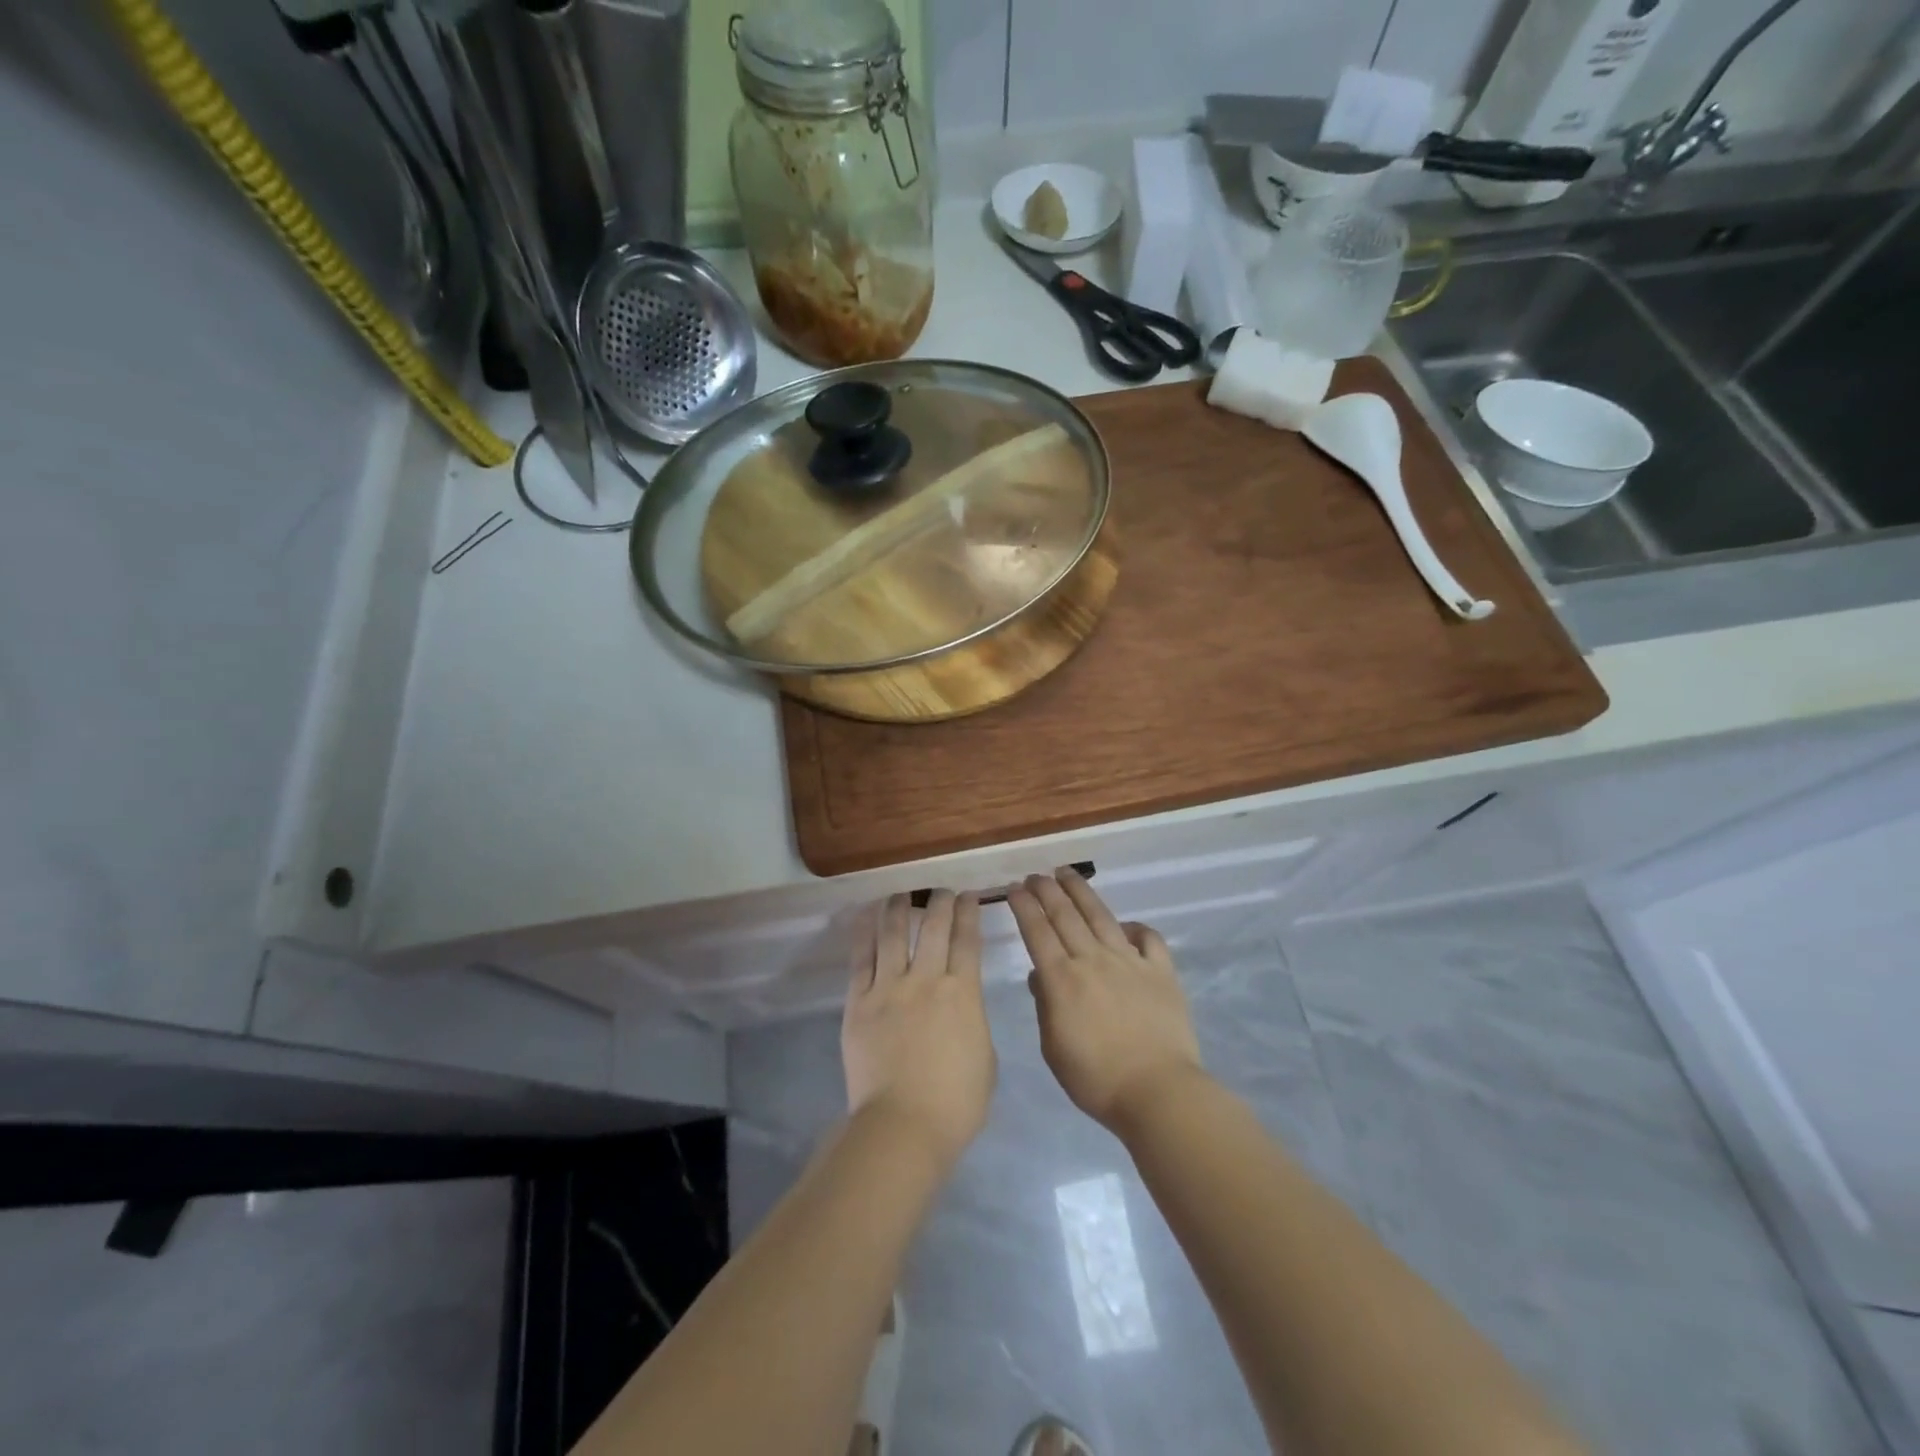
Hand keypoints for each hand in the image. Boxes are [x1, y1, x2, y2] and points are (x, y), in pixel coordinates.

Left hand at [842, 891, 995, 1166]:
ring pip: (893, 933)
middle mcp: (926, 979)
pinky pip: (861, 958)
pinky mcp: (859, 1002)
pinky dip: (864, 932)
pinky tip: (867, 915)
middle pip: (933, 927)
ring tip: (902, 893)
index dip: (968, 913)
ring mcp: (889, 988)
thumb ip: (973, 1019)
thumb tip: (960, 1003)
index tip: (968, 896)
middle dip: (939, 902)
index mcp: (962, 993)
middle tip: (941, 890)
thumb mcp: (985, 1056)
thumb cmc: (955, 1103)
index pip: (967, 940)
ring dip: (900, 907)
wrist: (902, 1126)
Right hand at [1008, 867, 1205, 1134]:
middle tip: (1035, 875)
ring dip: (1081, 891)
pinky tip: (1125, 925)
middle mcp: (1093, 960)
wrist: (1158, 1091)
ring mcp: (1129, 961)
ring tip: (1067, 873)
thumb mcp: (1054, 1049)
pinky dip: (1135, 927)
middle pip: (1065, 915)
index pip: (1038, 932)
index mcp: (1062, 980)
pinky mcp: (1160, 970)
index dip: (1024, 907)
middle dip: (1047, 890)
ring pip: (1101, 916)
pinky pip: (1148, 938)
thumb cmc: (1097, 1079)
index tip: (1014, 888)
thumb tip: (1041, 974)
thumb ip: (1045, 1006)